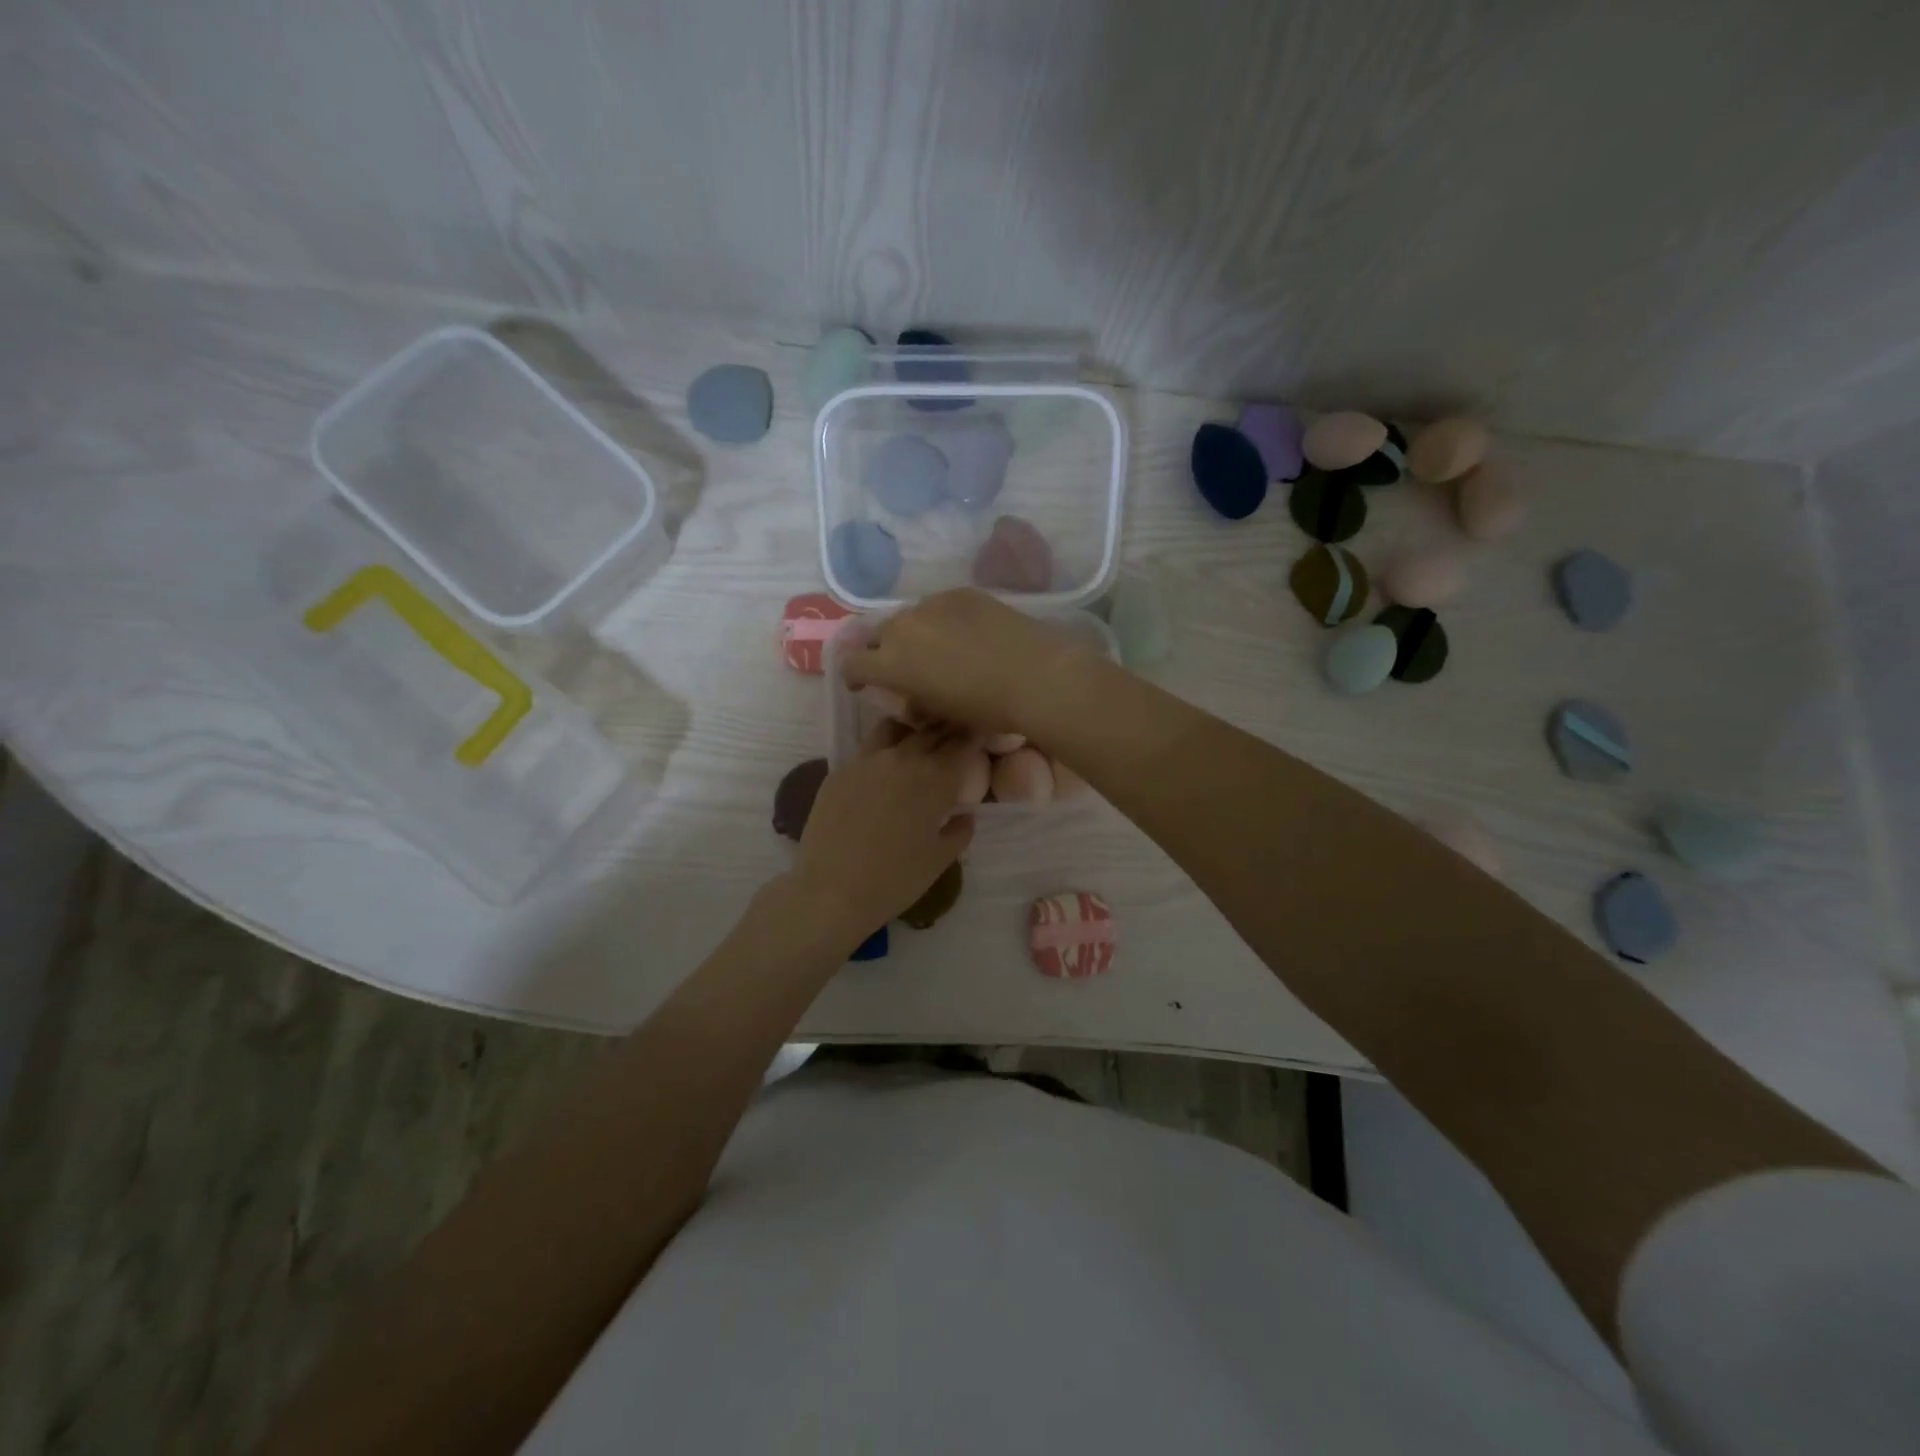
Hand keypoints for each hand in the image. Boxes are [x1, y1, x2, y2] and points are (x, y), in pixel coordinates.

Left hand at [787, 722, 976, 947]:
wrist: (831, 891)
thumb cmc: (894, 880)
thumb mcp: (938, 860)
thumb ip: (958, 831)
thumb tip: (964, 814)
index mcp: (935, 779)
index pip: (963, 743)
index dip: (975, 738)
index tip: (980, 739)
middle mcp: (903, 759)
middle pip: (931, 730)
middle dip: (946, 731)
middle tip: (953, 741)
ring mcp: (867, 760)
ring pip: (895, 728)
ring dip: (911, 731)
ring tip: (915, 746)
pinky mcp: (840, 770)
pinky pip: (867, 749)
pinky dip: (883, 751)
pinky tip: (882, 770)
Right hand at [840, 588, 1095, 736]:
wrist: (1034, 676)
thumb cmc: (985, 708)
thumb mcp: (941, 715)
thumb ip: (916, 703)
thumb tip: (914, 700)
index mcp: (890, 663)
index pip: (852, 664)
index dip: (855, 676)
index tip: (865, 685)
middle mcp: (902, 627)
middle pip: (879, 636)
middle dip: (885, 652)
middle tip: (907, 668)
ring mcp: (932, 605)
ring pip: (910, 618)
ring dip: (915, 634)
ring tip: (939, 649)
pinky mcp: (960, 593)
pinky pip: (938, 606)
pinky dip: (942, 620)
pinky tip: (967, 634)